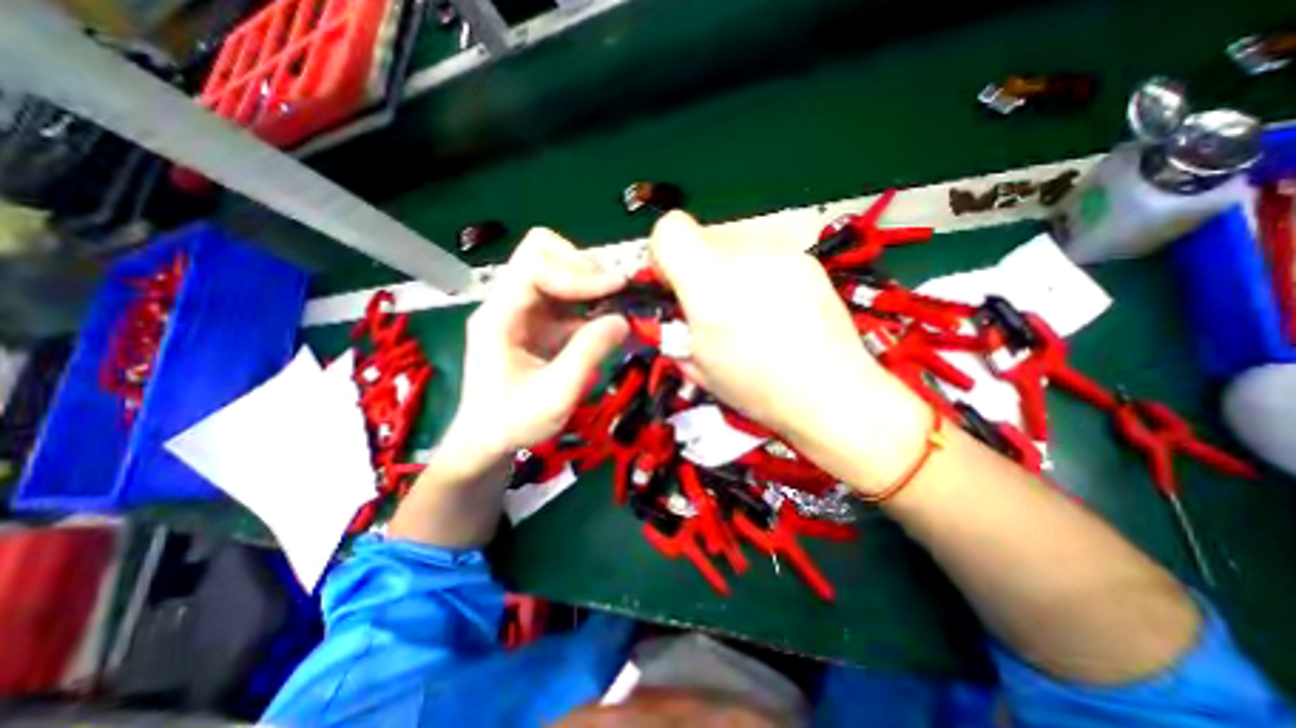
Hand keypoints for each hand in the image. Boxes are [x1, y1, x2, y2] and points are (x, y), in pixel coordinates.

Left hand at [444, 226, 630, 470]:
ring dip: (587, 280)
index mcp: (499, 316)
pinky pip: (563, 295)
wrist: (487, 442)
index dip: (578, 271)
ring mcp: (520, 310)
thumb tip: (622, 320)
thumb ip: (588, 354)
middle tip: (613, 290)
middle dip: (582, 266)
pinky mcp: (534, 321)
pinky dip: (587, 300)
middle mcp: (506, 303)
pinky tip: (603, 319)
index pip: (535, 266)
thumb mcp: (556, 395)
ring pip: (554, 269)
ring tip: (614, 301)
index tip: (616, 288)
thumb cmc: (514, 423)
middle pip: (541, 253)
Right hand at [655, 214, 924, 487]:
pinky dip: (758, 270)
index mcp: (708, 282)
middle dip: (697, 265)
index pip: (669, 229)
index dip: (663, 255)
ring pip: (733, 241)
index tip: (673, 285)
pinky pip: (765, 251)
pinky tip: (776, 306)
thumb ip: (673, 323)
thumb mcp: (695, 362)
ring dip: (727, 266)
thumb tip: (669, 305)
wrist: (829, 390)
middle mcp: (744, 253)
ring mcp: (780, 250)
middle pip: (701, 234)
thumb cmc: (755, 386)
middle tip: (712, 304)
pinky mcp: (806, 257)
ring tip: (747, 308)